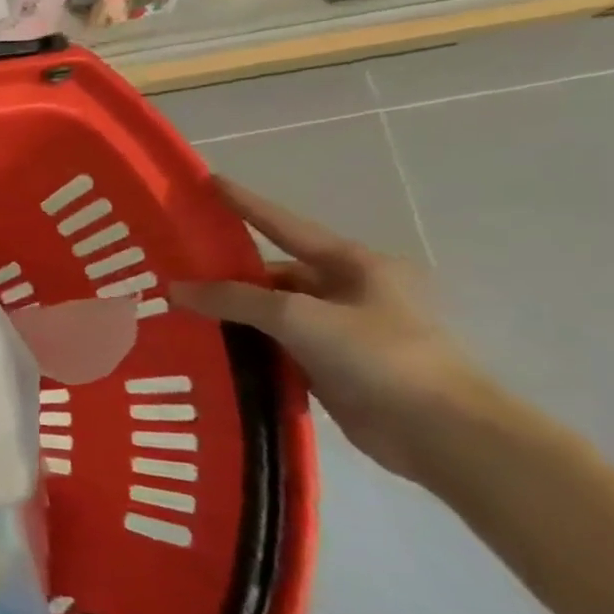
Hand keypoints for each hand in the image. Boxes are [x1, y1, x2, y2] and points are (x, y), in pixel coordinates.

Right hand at [171, 178, 498, 485]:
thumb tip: (177, 289)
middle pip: (274, 274)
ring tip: (179, 312)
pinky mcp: (333, 366)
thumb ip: (235, 300)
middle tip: (173, 271)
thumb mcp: (299, 318)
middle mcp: (348, 291)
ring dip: (233, 315)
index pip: (284, 226)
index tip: (208, 182)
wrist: (439, 432)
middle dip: (227, 275)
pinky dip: (246, 345)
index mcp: (354, 265)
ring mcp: (341, 330)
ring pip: (272, 313)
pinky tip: (208, 348)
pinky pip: (277, 346)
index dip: (245, 204)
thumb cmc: (379, 356)